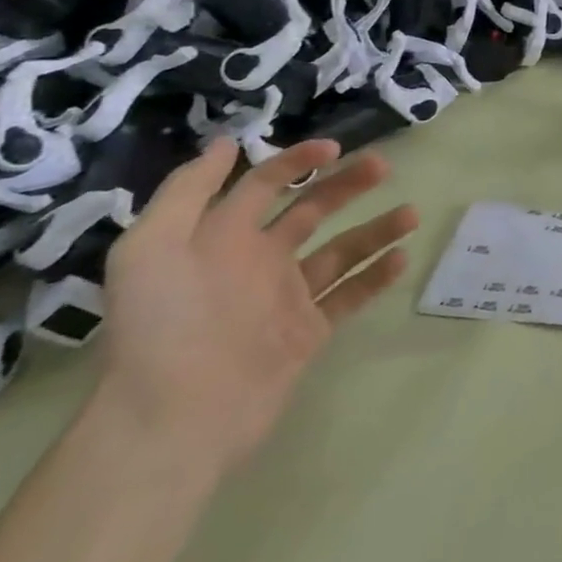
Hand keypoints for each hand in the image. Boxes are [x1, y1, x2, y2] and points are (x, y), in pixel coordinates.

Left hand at [94, 139, 416, 473]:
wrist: (176, 418)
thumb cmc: (165, 325)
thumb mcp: (150, 249)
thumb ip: (186, 192)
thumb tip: (226, 144)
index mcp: (219, 240)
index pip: (262, 186)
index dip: (294, 162)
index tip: (334, 148)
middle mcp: (256, 263)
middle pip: (310, 211)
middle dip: (346, 185)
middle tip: (383, 165)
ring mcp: (285, 298)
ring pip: (341, 251)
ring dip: (376, 229)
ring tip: (411, 214)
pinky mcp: (308, 332)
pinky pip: (349, 296)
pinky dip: (376, 277)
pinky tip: (401, 259)